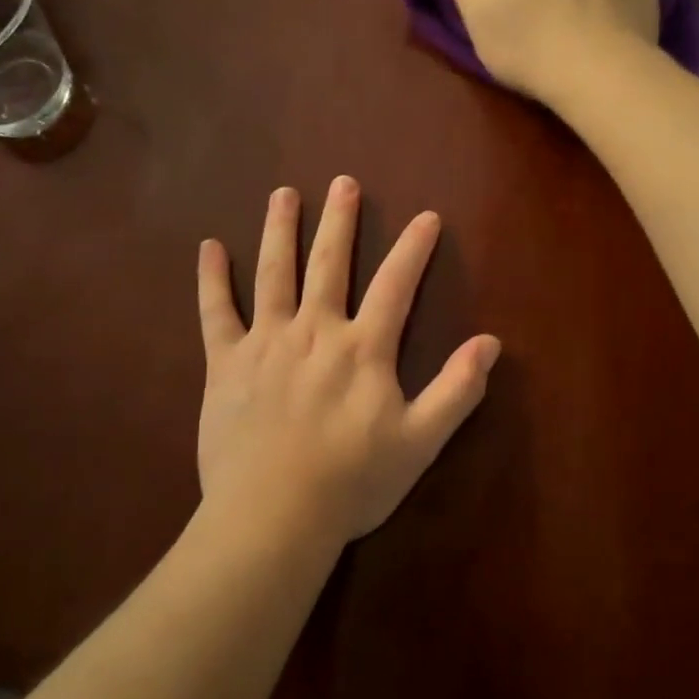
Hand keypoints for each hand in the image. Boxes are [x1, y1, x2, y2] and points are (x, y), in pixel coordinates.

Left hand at [196, 178, 499, 545]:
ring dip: (280, 230)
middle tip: (343, 182)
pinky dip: (212, 279)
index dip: (414, 248)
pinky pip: (216, 312)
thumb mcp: (420, 442)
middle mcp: (315, 331)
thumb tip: (490, 342)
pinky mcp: (225, 363)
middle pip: (330, 263)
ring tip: (283, 194)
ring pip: (274, 273)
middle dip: (339, 221)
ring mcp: (266, 342)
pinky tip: (209, 247)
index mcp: (363, 348)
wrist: (273, 516)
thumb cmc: (351, 483)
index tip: (425, 217)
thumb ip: (456, 390)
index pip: (396, 284)